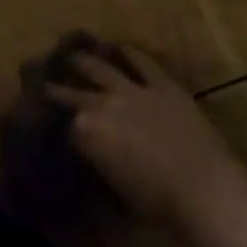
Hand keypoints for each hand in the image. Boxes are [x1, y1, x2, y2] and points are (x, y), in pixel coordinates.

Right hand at [45, 45, 246, 227]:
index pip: (65, 127)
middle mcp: (101, 105)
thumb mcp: (115, 189)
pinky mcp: (162, 84)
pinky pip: (141, 62)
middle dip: (57, 89)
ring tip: (73, 55)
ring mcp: (132, 90)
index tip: (52, 126)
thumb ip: (99, 165)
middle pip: (72, 93)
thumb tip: (94, 159)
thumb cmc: (155, 201)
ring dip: (83, 61)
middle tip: (46, 84)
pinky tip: (119, 46)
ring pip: (100, 68)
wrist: (201, 187)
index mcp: (85, 134)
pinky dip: (129, 52)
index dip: (59, 128)